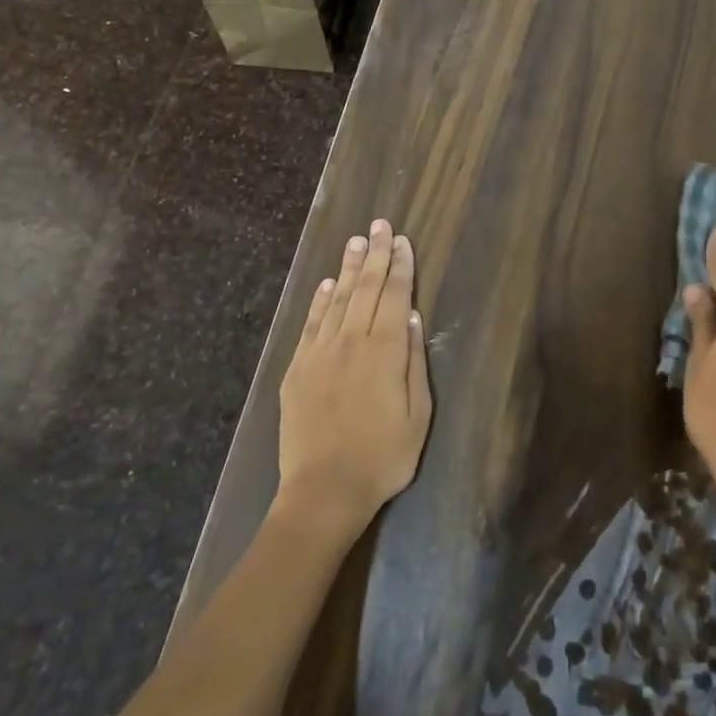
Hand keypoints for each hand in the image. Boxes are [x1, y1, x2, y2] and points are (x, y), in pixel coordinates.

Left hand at [277, 218, 432, 541]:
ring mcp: (319, 352)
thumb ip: (416, 363)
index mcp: (384, 351)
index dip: (401, 266)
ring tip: (356, 242)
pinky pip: (311, 324)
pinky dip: (320, 300)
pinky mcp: (297, 368)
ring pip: (337, 299)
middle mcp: (350, 341)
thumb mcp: (418, 415)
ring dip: (348, 268)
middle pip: (366, 288)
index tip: (403, 240)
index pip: (395, 296)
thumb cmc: (383, 457)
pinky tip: (327, 285)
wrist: (324, 490)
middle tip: (380, 225)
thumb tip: (414, 319)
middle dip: (375, 254)